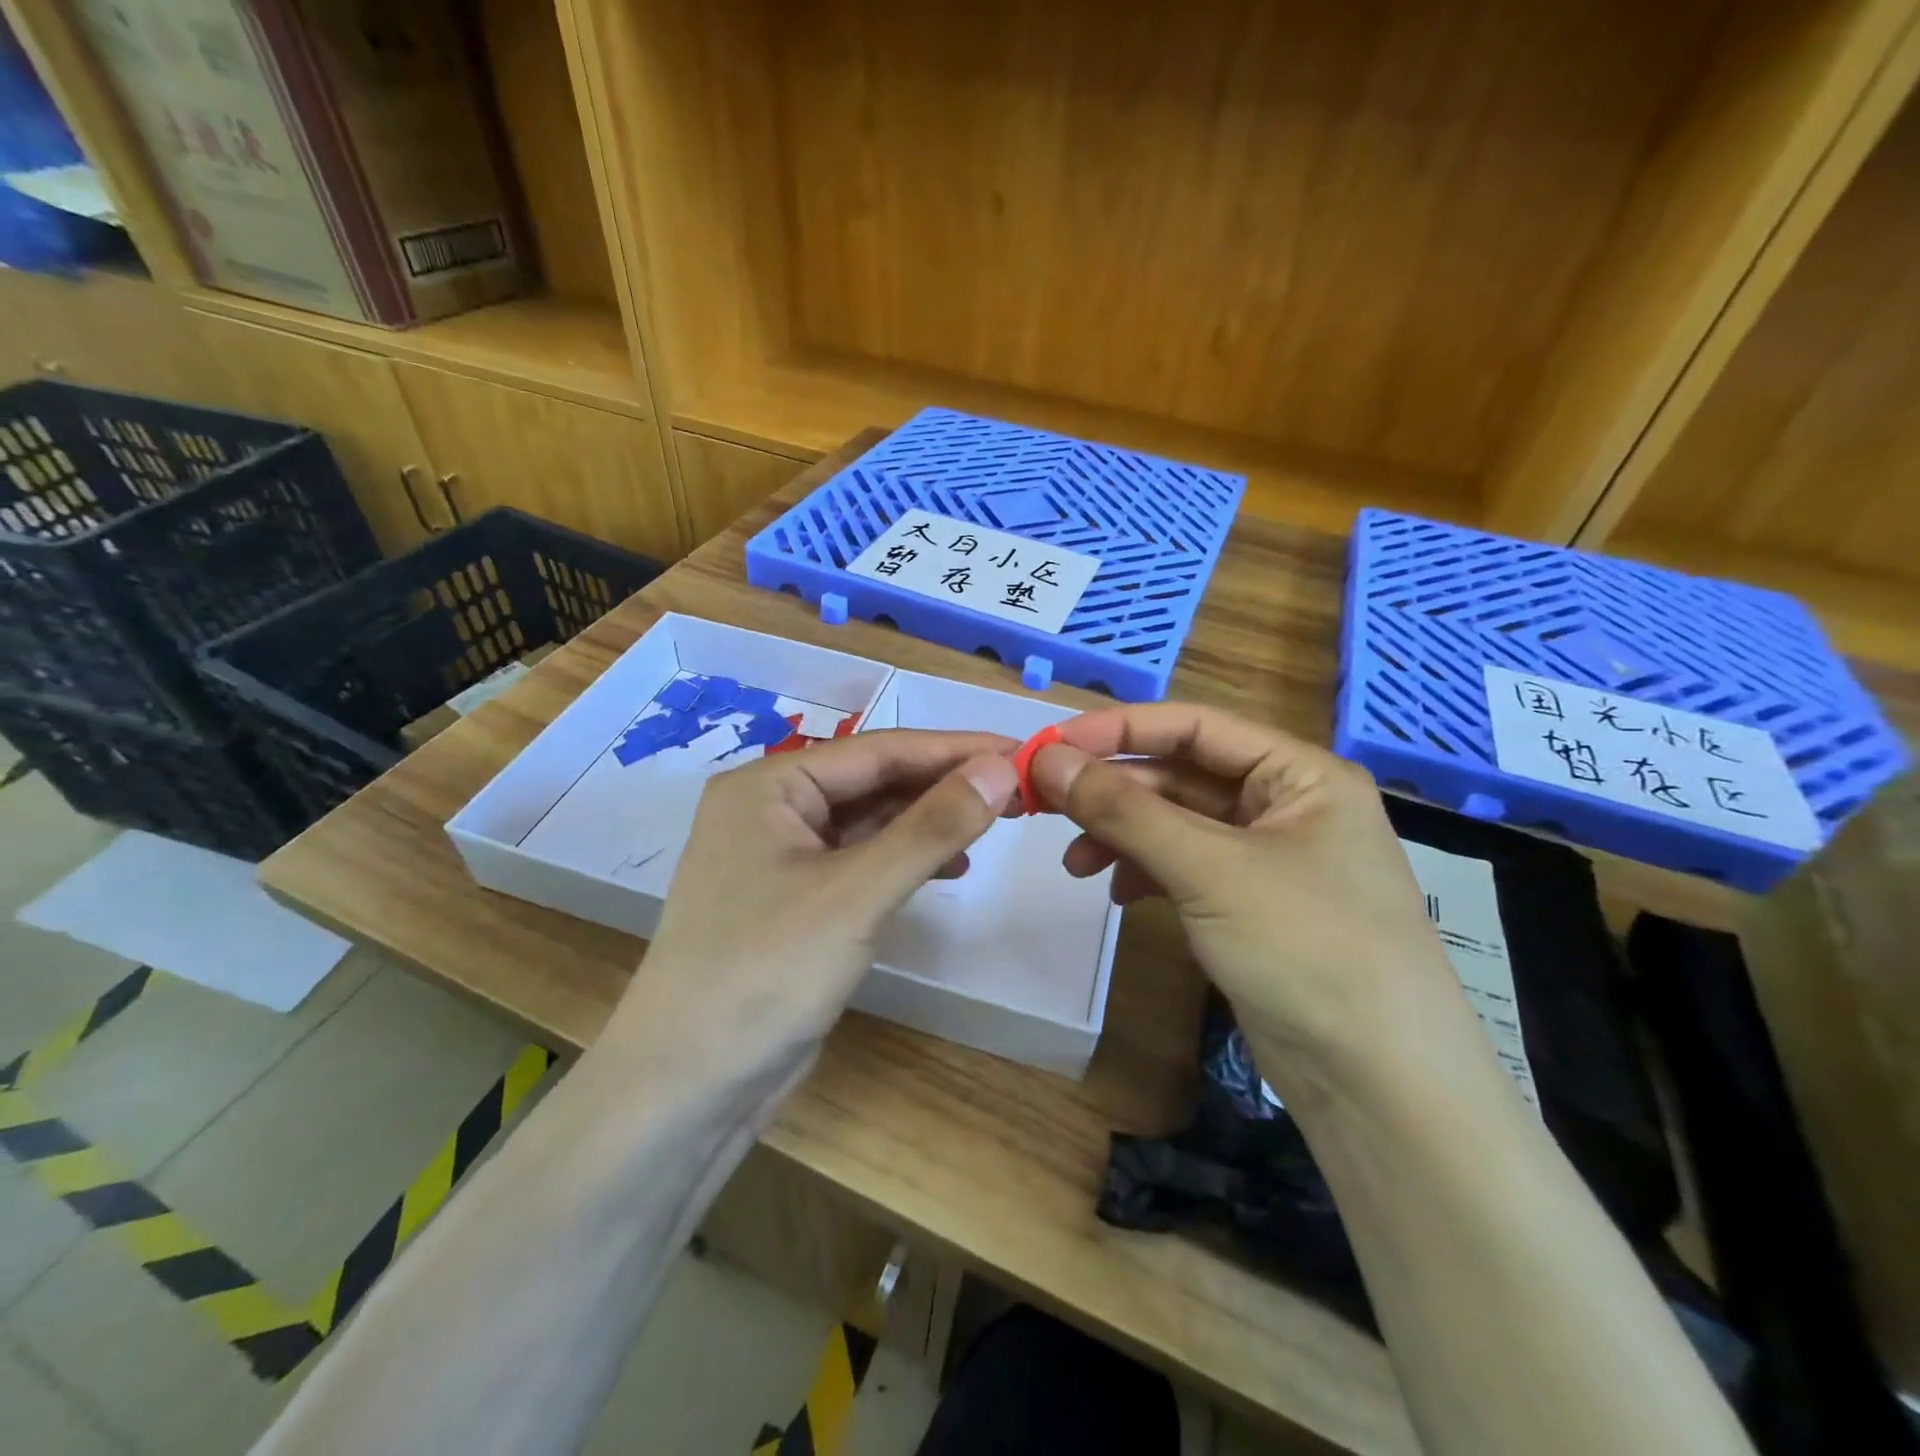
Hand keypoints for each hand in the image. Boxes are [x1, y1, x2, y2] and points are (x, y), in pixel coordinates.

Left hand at [605, 730, 1019, 1090]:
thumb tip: (1001, 767)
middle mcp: (771, 810)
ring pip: (870, 822)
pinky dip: (906, 860)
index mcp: (769, 785)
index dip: (953, 749)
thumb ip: (932, 826)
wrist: (689, 1087)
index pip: (878, 750)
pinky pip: (861, 861)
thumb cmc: (766, 972)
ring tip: (993, 824)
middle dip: (943, 785)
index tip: (1020, 750)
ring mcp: (781, 857)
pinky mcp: (796, 901)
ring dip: (929, 822)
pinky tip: (950, 867)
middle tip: (1018, 789)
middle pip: (873, 782)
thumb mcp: (857, 893)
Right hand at [1029, 704, 1468, 1093]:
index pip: (1193, 726)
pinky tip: (1118, 895)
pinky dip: (1146, 873)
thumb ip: (1124, 810)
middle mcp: (1287, 805)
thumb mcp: (1208, 869)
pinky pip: (1185, 868)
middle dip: (1113, 791)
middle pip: (1181, 776)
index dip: (1118, 730)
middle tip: (1045, 805)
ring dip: (1122, 835)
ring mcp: (1269, 858)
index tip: (1050, 746)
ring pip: (1177, 824)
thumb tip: (1047, 760)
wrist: (1380, 1086)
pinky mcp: (1252, 905)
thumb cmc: (1306, 949)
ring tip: (1075, 865)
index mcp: (1300, 774)